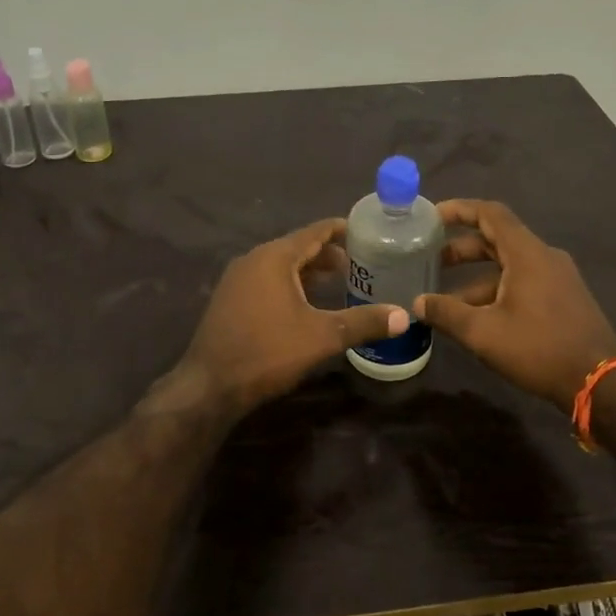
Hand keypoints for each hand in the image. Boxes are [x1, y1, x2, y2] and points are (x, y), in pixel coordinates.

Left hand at [178, 218, 409, 413]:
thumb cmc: (267, 352)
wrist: (210, 385)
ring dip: (309, 271)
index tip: (369, 232)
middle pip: (298, 247)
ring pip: (281, 265)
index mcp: (274, 257)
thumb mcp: (322, 337)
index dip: (343, 230)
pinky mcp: (229, 299)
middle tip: (362, 265)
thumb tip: (405, 316)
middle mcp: (253, 259)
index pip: (315, 231)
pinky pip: (267, 280)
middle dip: (329, 254)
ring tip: (340, 283)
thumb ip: (363, 322)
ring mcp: (237, 279)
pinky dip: (290, 283)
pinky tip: (306, 305)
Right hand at [416, 200, 615, 411]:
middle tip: (431, 261)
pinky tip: (479, 318)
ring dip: (476, 278)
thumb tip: (417, 303)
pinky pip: (524, 282)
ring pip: (509, 266)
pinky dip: (497, 290)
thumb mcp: (483, 332)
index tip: (432, 217)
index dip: (459, 210)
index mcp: (527, 253)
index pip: (490, 214)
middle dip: (462, 249)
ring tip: (447, 301)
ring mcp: (558, 278)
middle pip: (497, 240)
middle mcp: (545, 257)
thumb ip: (446, 313)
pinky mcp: (565, 299)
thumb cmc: (538, 348)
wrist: (600, 382)